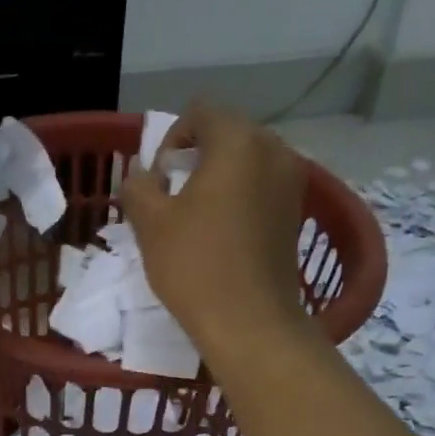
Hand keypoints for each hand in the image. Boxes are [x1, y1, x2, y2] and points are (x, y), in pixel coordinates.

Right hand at [120, 99, 313, 361]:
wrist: (250, 323)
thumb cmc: (195, 266)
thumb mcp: (150, 223)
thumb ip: (138, 185)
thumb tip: (142, 173)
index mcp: (238, 141)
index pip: (200, 112)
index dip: (171, 138)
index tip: (158, 178)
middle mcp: (274, 150)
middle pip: (228, 134)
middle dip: (196, 156)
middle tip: (172, 196)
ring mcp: (292, 182)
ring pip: (247, 162)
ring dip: (219, 178)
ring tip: (196, 216)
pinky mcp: (296, 214)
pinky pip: (262, 188)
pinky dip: (239, 198)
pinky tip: (221, 233)